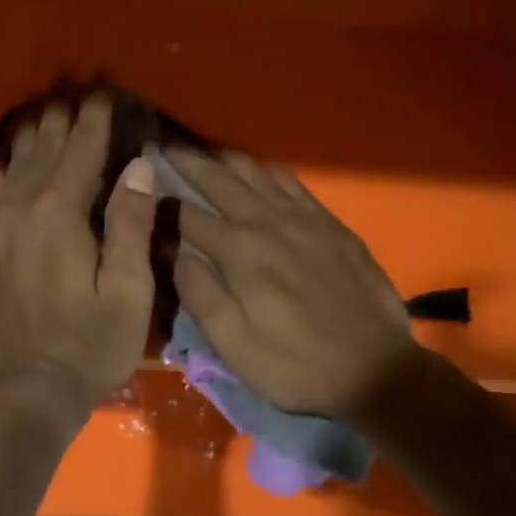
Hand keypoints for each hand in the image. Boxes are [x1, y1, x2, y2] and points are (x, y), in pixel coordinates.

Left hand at [0, 95, 157, 398]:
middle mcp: (23, 211)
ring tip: (44, 113)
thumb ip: (132, 223)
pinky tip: (3, 159)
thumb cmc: (91, 343)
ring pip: (16, 168)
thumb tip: (138, 166)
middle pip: (44, 153)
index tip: (105, 93)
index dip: (95, 122)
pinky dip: (5, 169)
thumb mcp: (128, 289)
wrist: (29, 390)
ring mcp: (0, 230)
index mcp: (60, 214)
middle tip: (75, 92)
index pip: (81, 153)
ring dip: (32, 138)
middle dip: (62, 121)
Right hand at [169, 150, 415, 416]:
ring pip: (256, 172)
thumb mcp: (233, 343)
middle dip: (187, 162)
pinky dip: (267, 171)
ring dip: (225, 159)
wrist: (375, 368)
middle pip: (219, 179)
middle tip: (164, 147)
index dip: (160, 205)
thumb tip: (171, 249)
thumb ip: (198, 291)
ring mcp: (303, 217)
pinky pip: (292, 183)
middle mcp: (267, 221)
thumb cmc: (294, 364)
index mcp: (238, 251)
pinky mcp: (331, 223)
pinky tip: (259, 171)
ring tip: (205, 152)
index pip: (186, 215)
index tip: (140, 195)